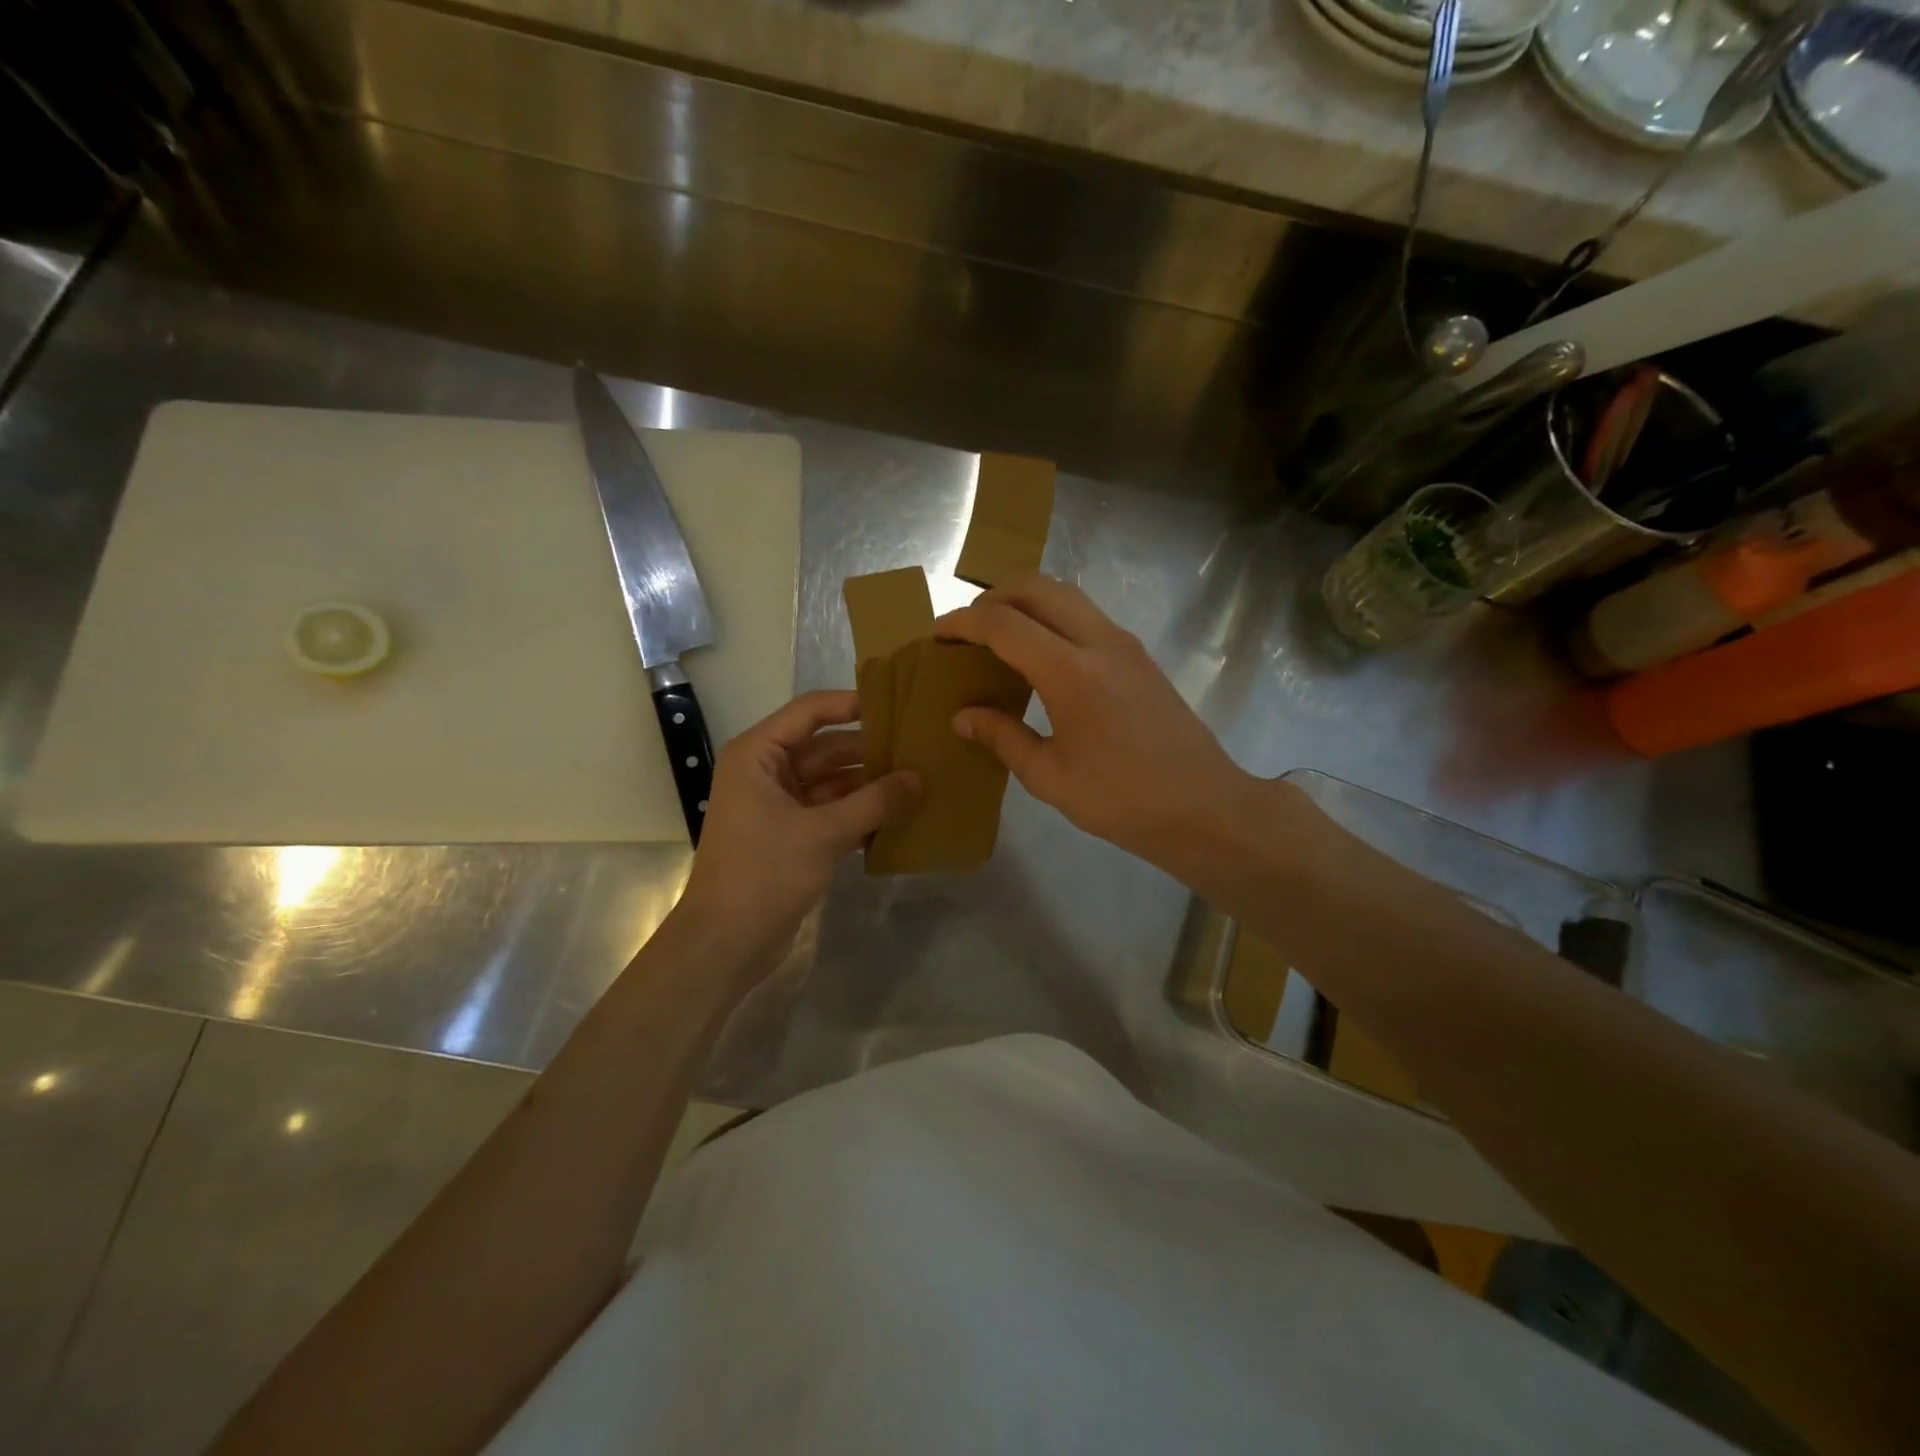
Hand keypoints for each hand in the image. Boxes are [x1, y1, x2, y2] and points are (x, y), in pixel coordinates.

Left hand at [676, 690, 917, 976]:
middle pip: (826, 748)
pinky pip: (832, 812)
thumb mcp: (823, 833)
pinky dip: (861, 814)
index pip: (810, 712)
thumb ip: (874, 802)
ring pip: (832, 783)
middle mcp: (766, 773)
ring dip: (870, 786)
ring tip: (918, 782)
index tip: (897, 706)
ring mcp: (779, 806)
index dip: (852, 704)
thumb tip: (918, 778)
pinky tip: (899, 818)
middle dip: (869, 751)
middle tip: (919, 749)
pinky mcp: (792, 837)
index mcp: (758, 755)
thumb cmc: (764, 874)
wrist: (726, 943)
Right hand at [936, 574, 1251, 869]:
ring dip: (1026, 601)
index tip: (938, 634)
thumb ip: (1002, 737)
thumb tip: (962, 716)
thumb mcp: (1049, 777)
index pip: (1004, 625)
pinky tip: (1041, 654)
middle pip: (1038, 588)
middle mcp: (1099, 642)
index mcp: (1070, 672)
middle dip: (994, 596)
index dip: (964, 623)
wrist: (1204, 807)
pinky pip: (1087, 616)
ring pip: (1066, 595)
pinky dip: (1053, 617)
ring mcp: (1125, 645)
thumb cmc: (1121, 800)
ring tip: (999, 634)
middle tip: (967, 627)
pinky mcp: (1140, 656)